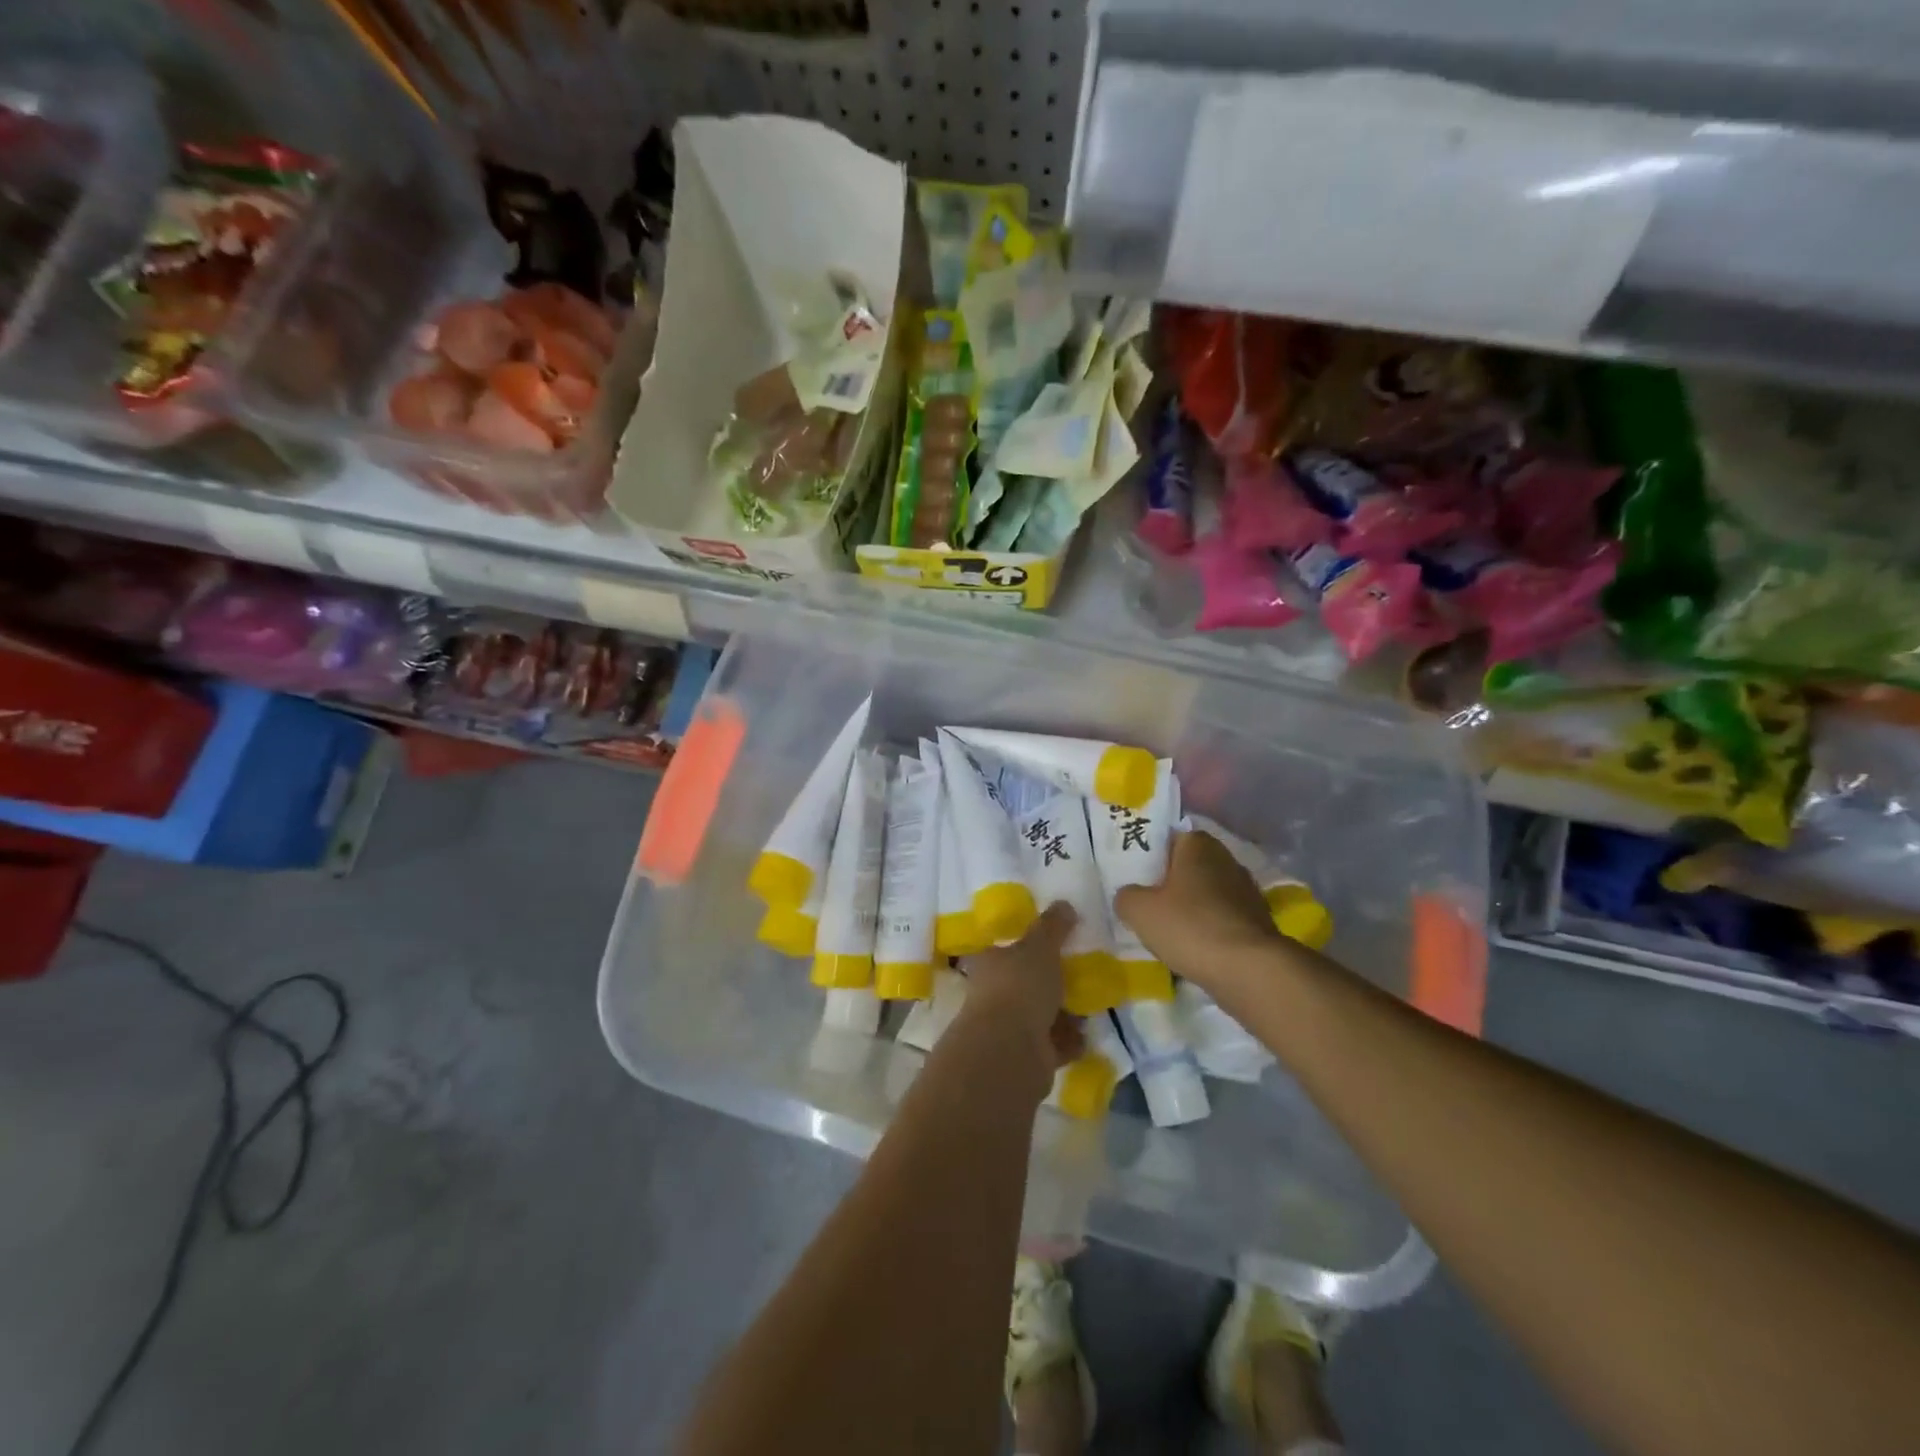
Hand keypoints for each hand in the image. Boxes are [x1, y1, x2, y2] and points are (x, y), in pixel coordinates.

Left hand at [959, 902, 1084, 1085]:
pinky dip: (1069, 1040)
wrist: (1011, 1051)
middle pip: (1026, 983)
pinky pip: (1053, 1044)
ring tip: (1090, 1005)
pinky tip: (1086, 1034)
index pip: (1006, 949)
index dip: (1028, 946)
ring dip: (1064, 1013)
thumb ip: (1053, 926)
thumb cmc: (1020, 987)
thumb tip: (1064, 904)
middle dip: (1052, 982)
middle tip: (1082, 974)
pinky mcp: (1027, 1056)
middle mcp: (994, 994)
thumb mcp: (1040, 946)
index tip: (1056, 944)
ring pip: (1041, 1015)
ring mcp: (1008, 1027)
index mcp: (990, 963)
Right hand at [1114, 831, 1279, 991]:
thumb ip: (1126, 896)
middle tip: (1146, 904)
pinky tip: (1194, 948)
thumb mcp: (1139, 910)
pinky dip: (1208, 928)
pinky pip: (1222, 918)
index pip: (1168, 838)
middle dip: (1169, 883)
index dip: (1150, 856)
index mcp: (1198, 844)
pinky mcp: (1258, 920)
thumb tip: (1129, 896)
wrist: (1250, 970)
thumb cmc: (1190, 927)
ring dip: (1190, 908)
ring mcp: (1246, 890)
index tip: (1135, 876)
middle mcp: (1226, 858)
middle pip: (1188, 866)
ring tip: (1168, 931)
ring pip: (1206, 893)